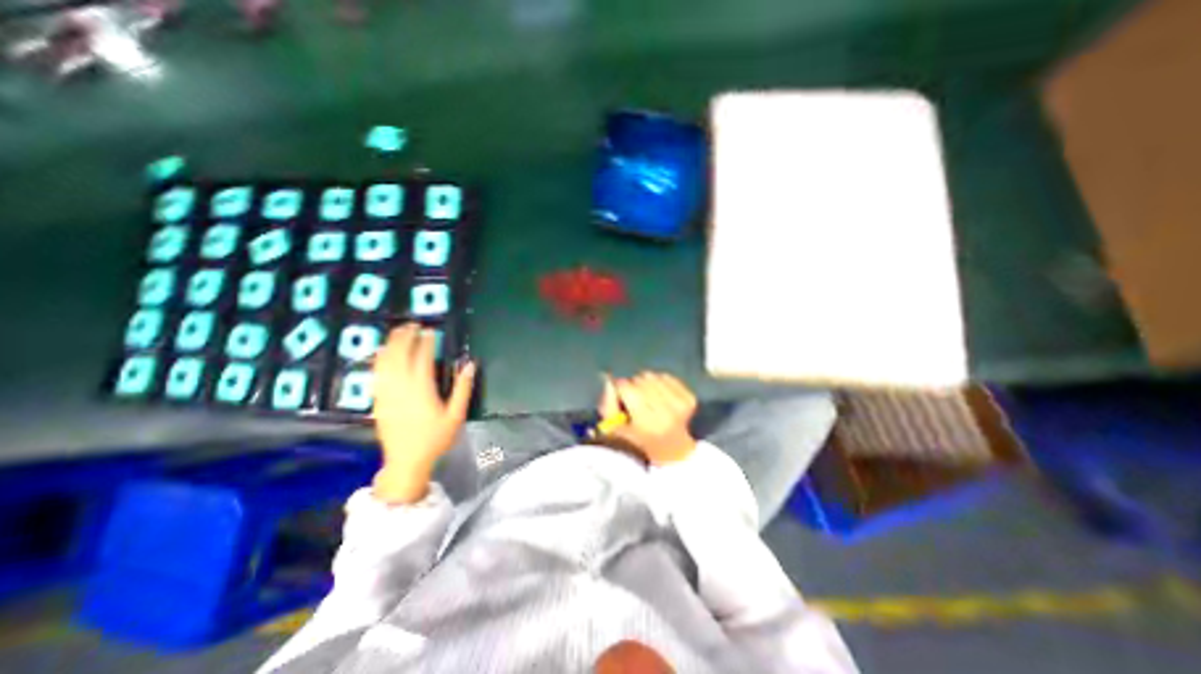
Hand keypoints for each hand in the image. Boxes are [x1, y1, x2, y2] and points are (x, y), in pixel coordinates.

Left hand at [373, 324, 477, 502]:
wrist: (406, 461)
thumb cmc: (435, 438)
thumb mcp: (456, 415)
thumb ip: (462, 388)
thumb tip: (470, 365)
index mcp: (422, 389)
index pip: (423, 358)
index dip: (426, 342)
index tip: (430, 330)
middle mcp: (401, 387)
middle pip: (400, 355)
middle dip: (405, 337)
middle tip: (412, 324)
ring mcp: (386, 393)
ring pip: (385, 362)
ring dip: (391, 344)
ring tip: (398, 332)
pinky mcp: (377, 400)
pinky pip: (376, 374)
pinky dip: (379, 359)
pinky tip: (382, 352)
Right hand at [598, 371, 698, 465]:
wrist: (674, 452)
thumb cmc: (640, 442)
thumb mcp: (616, 431)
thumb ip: (608, 406)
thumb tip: (609, 381)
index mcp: (646, 422)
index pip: (626, 387)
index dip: (620, 389)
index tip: (621, 397)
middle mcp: (666, 411)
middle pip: (639, 380)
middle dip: (633, 386)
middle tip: (634, 400)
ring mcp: (680, 404)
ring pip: (652, 376)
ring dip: (646, 383)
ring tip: (647, 398)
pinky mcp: (689, 398)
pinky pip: (667, 377)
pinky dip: (660, 382)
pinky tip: (659, 396)